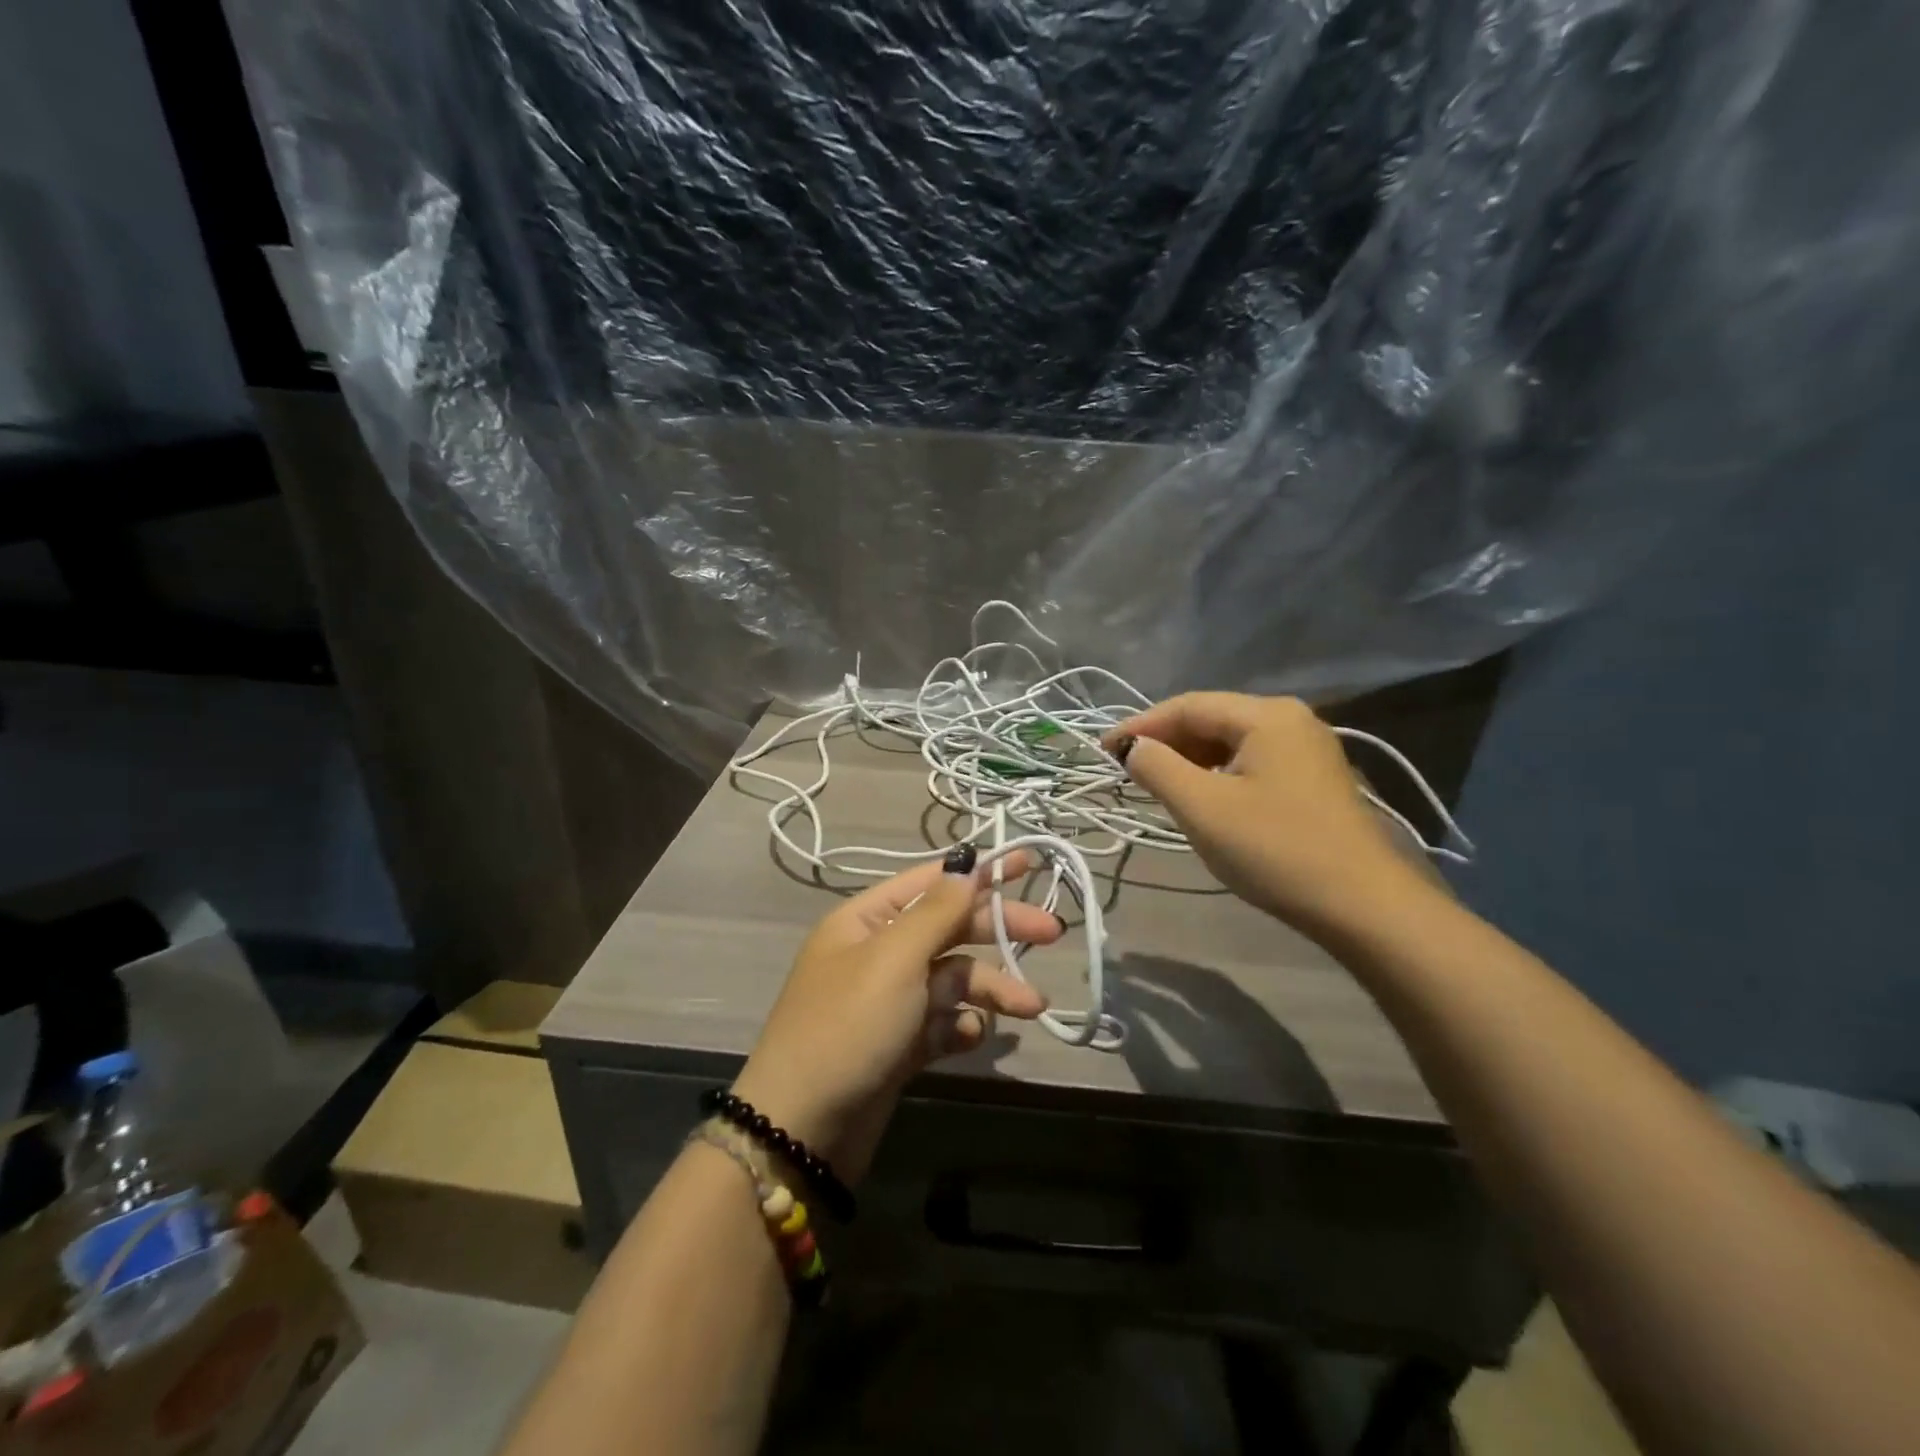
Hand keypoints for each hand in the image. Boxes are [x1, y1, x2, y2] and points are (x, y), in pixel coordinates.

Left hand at [730, 851, 1056, 1181]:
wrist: (802, 1130)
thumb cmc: (848, 1026)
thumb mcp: (893, 959)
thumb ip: (937, 912)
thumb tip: (967, 866)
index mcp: (866, 920)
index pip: (931, 882)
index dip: (979, 871)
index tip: (1028, 863)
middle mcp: (877, 954)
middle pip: (949, 928)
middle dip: (998, 931)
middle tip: (1052, 934)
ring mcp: (888, 1001)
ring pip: (952, 980)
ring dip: (990, 989)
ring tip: (1031, 1007)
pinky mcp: (898, 1045)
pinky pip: (941, 1023)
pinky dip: (961, 1027)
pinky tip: (973, 1037)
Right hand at [1106, 693, 1432, 943]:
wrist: (1364, 906)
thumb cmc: (1276, 850)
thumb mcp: (1202, 808)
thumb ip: (1158, 768)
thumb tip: (1133, 748)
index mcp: (1266, 715)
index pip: (1187, 706)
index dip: (1139, 726)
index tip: (1102, 751)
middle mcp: (1290, 719)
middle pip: (1211, 719)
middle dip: (1165, 742)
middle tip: (1127, 771)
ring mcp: (1307, 749)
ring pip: (1230, 742)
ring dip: (1189, 760)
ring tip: (1157, 786)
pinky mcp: (1314, 779)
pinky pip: (1251, 762)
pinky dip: (1217, 774)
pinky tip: (1202, 798)